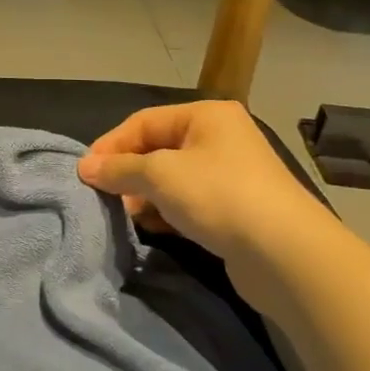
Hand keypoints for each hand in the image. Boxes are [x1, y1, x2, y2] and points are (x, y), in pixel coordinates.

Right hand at [76, 102, 331, 268]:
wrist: (286, 254)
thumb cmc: (218, 196)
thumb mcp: (159, 175)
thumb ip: (118, 169)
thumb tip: (84, 167)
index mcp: (206, 115)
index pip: (144, 121)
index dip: (111, 144)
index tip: (85, 172)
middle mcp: (220, 138)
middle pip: (157, 148)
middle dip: (127, 172)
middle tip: (103, 195)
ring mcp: (230, 174)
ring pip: (171, 178)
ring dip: (144, 195)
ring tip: (124, 214)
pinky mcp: (234, 208)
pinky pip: (188, 202)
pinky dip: (166, 211)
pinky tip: (152, 227)